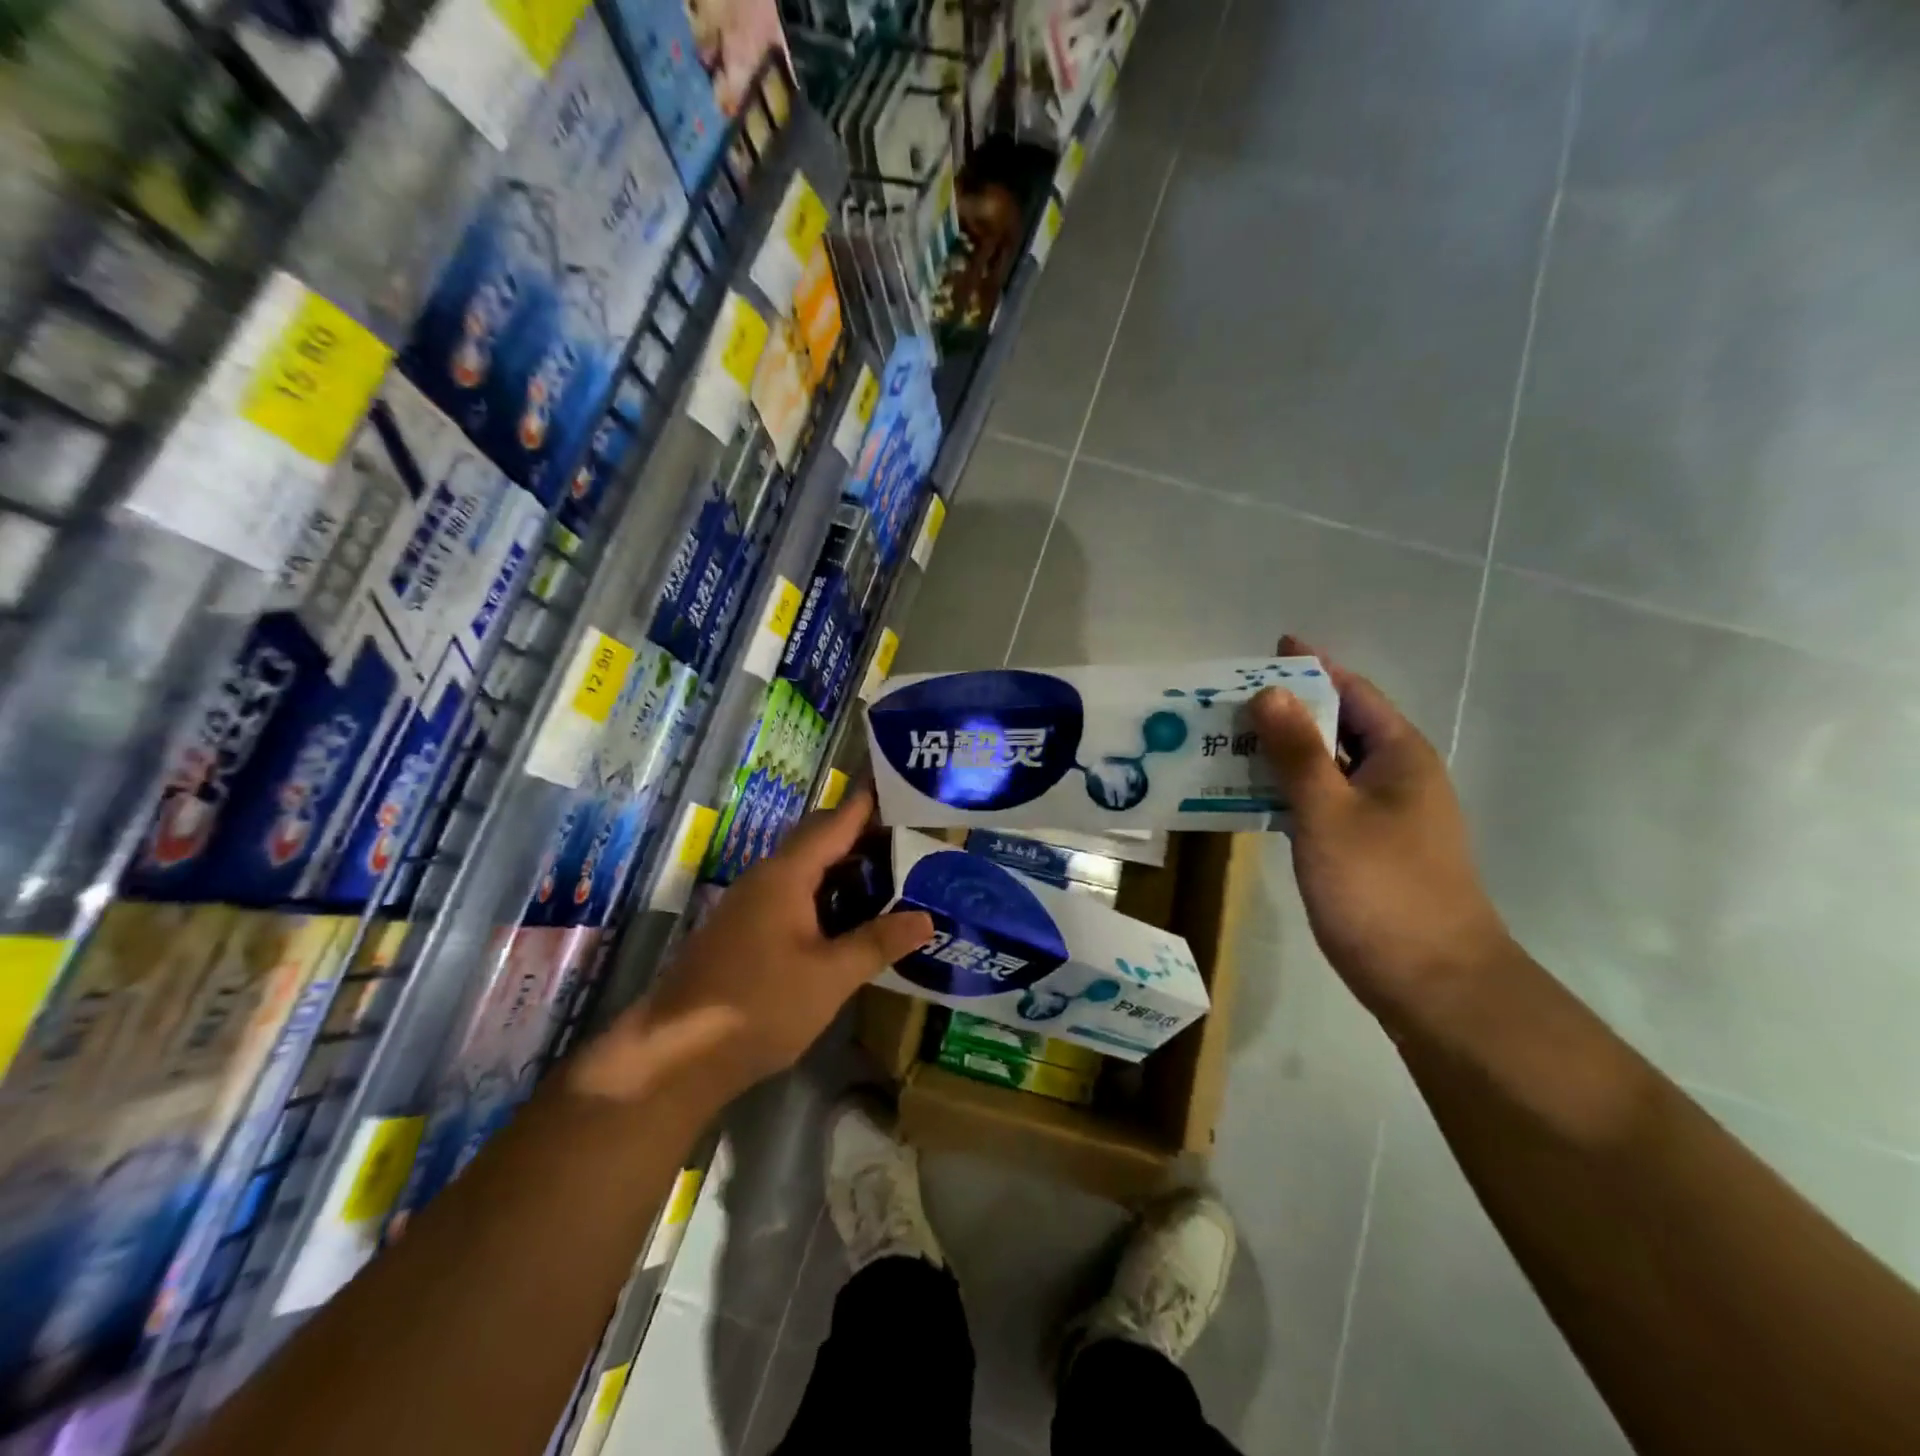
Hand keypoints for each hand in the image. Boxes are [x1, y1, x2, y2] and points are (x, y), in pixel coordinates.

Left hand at [571, 786, 932, 1104]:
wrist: (675, 1055)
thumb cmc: (758, 1006)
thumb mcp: (830, 977)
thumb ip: (877, 942)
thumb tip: (926, 918)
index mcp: (786, 875)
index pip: (834, 822)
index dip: (868, 804)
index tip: (904, 790)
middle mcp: (765, 878)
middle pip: (818, 841)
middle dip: (862, 837)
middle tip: (912, 841)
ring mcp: (751, 904)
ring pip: (806, 871)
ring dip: (845, 869)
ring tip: (893, 876)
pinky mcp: (744, 931)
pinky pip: (794, 896)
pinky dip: (827, 896)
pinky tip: (851, 919)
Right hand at [1252, 635, 1513, 1031]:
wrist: (1433, 984)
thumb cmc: (1382, 890)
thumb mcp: (1330, 814)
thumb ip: (1298, 752)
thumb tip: (1270, 690)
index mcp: (1398, 755)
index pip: (1352, 692)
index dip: (1311, 667)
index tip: (1264, 650)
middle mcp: (1393, 776)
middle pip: (1334, 726)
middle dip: (1283, 710)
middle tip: (1221, 701)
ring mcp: (1379, 816)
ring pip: (1322, 767)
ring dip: (1277, 752)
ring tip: (1219, 741)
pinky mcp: (1361, 849)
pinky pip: (1317, 802)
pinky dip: (1282, 791)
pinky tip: (1242, 795)